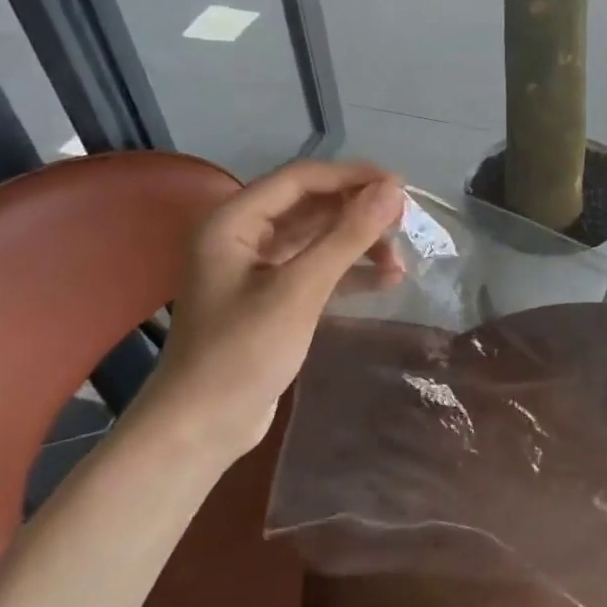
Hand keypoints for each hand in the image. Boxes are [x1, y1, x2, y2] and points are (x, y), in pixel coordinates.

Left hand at [139, 160, 406, 465]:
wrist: (201, 429)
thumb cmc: (242, 352)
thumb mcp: (300, 289)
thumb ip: (347, 236)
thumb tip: (394, 190)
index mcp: (233, 222)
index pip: (300, 179)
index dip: (351, 177)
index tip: (400, 186)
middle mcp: (243, 237)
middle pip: (311, 207)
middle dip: (359, 213)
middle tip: (405, 222)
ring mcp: (258, 270)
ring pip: (318, 239)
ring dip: (359, 245)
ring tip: (399, 261)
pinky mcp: (274, 299)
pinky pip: (318, 270)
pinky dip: (350, 273)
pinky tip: (386, 282)